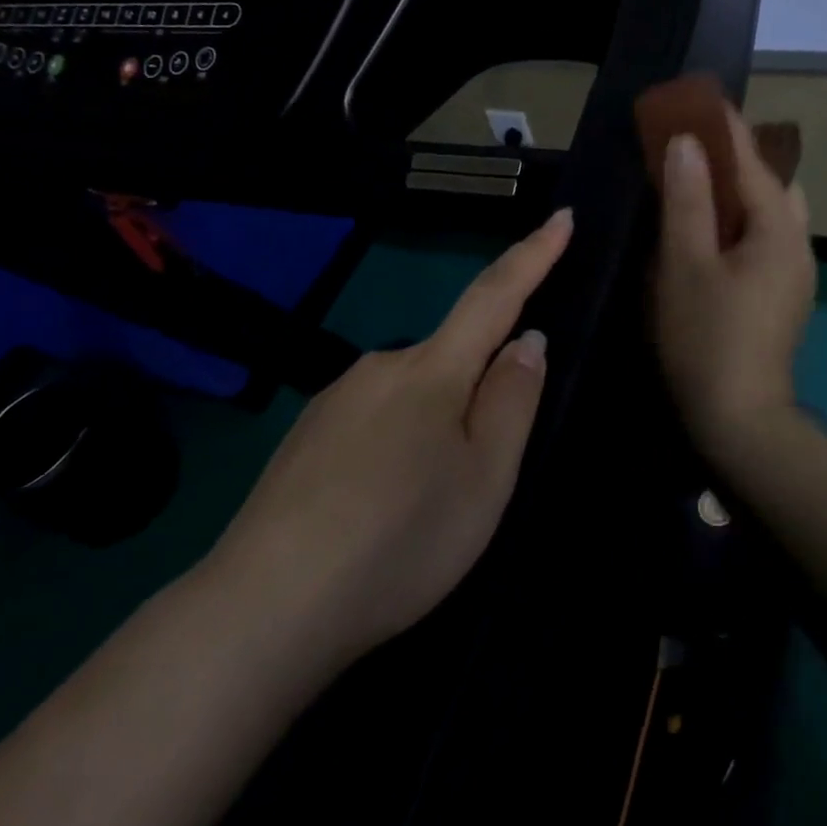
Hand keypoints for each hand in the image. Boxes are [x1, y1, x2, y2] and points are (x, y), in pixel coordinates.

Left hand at [210, 209, 572, 663]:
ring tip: (423, 507)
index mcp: (432, 370)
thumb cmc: (401, 539)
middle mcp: (381, 366)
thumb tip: (525, 341)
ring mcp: (335, 400)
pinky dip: (393, 450)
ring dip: (433, 430)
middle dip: (477, 394)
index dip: (533, 256)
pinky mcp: (304, 436)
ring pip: (410, 397)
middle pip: (450, 358)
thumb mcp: (485, 479)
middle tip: (480, 475)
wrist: (264, 607)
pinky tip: (377, 509)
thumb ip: (512, 400)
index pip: (494, 296)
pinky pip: (372, 422)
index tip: (562, 217)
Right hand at [654, 104, 816, 467]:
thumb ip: (687, 200)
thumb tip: (687, 143)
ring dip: (739, 193)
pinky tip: (710, 236)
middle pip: (772, 183)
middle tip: (692, 149)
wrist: (741, 420)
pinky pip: (765, 240)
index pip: (752, 161)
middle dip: (736, 159)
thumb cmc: (707, 338)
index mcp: (779, 230)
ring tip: (697, 187)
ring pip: (771, 214)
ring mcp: (795, 273)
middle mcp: (797, 244)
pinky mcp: (783, 296)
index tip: (697, 98)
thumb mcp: (686, 266)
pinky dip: (740, 223)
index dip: (723, 127)